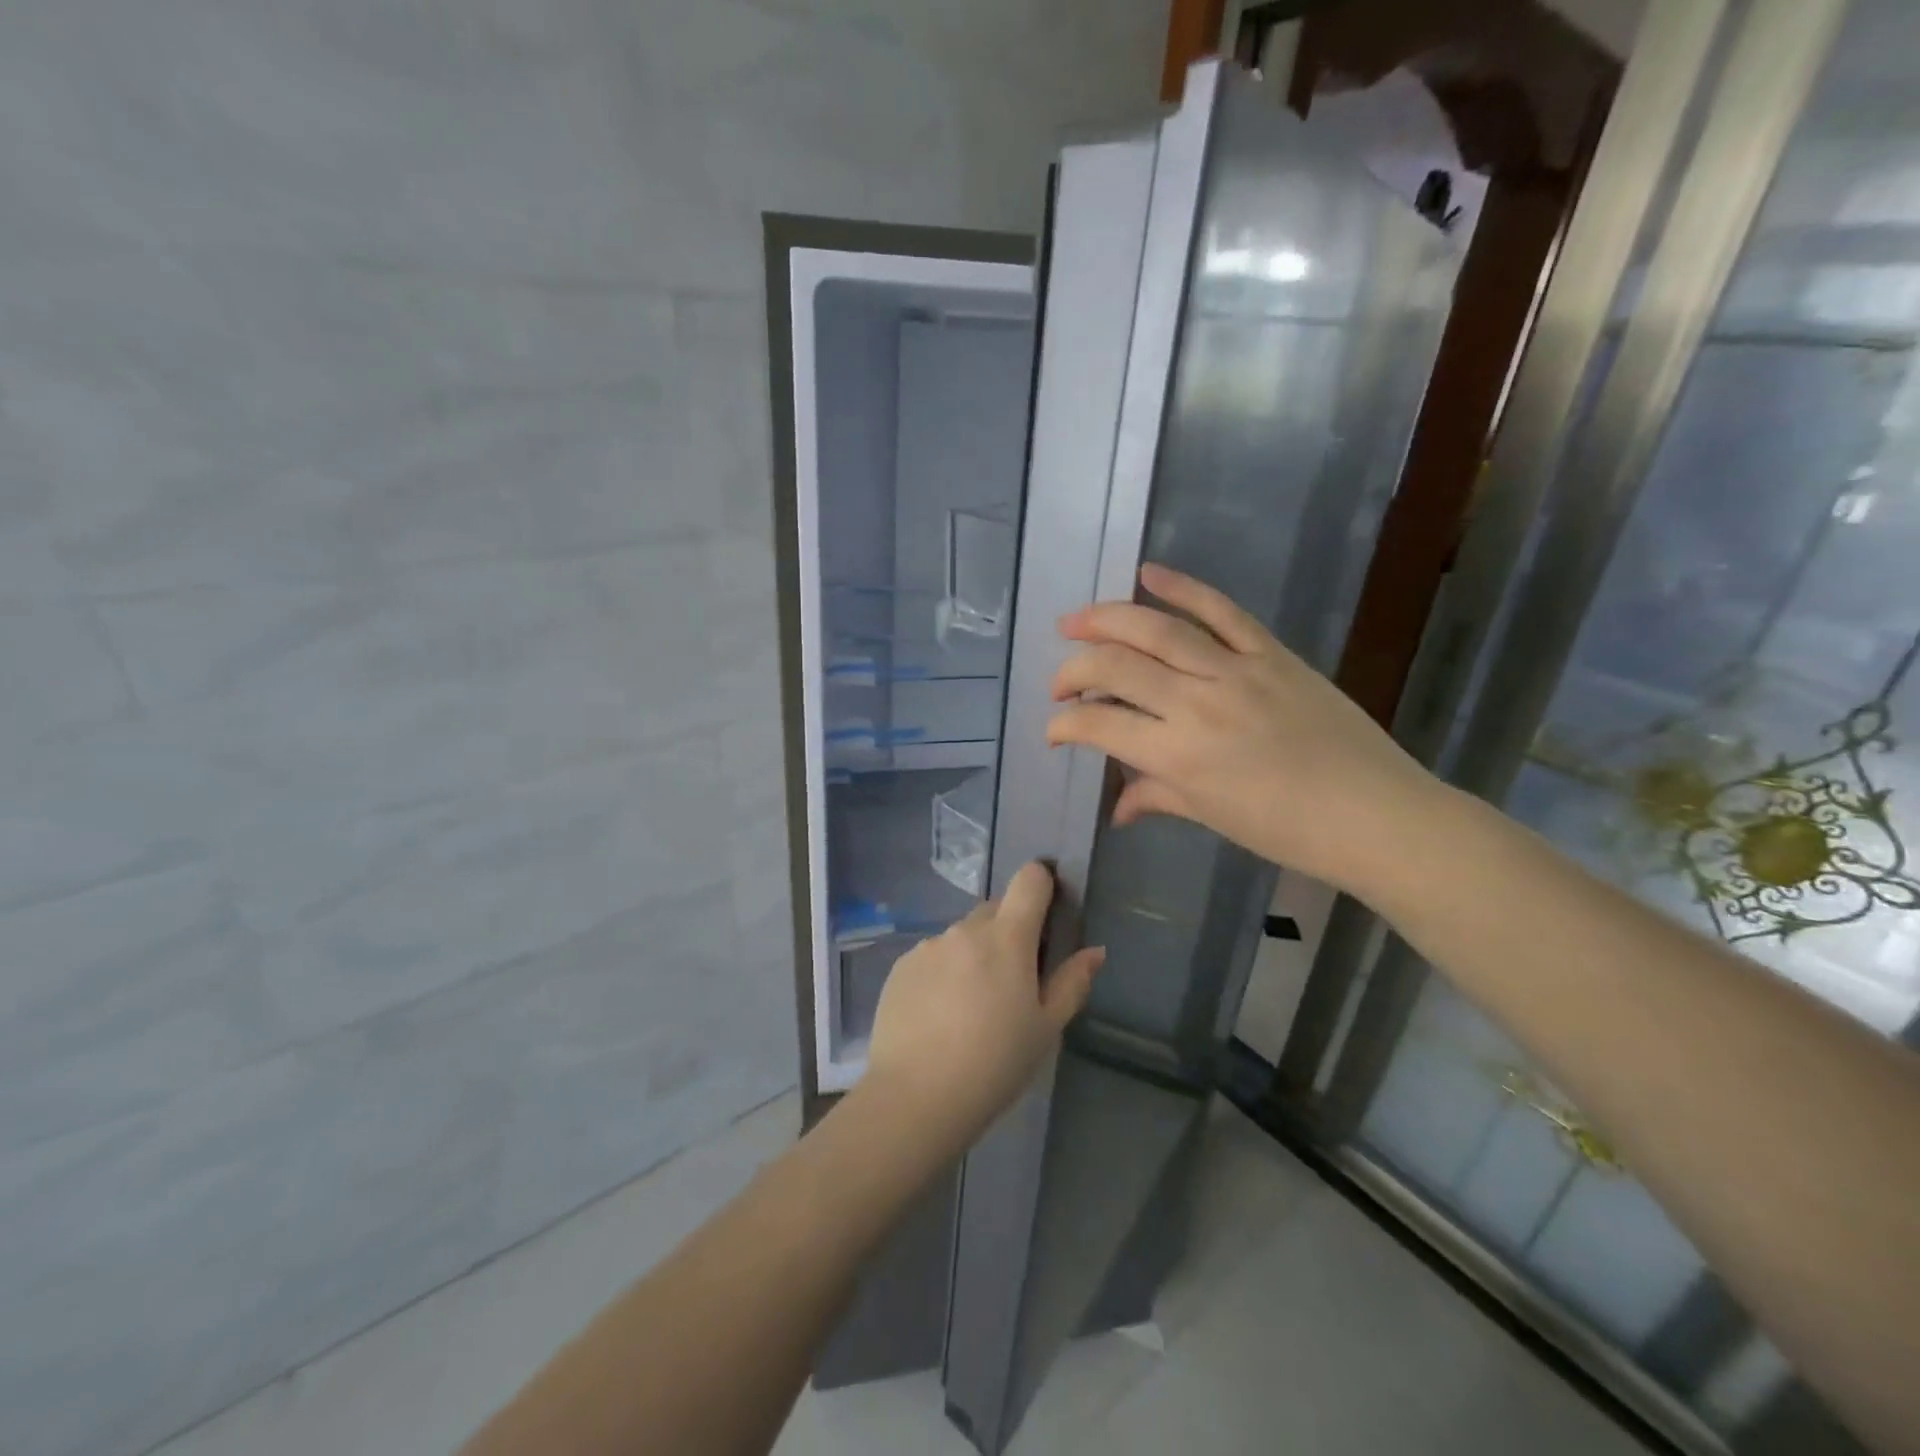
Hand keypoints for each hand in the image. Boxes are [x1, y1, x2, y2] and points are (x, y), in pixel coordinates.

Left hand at [864, 862, 1103, 1145]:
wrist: (916, 1096)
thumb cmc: (995, 1063)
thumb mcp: (1046, 1029)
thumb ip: (1072, 982)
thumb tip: (1095, 951)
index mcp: (1006, 937)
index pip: (1029, 879)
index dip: (1043, 885)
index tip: (1048, 916)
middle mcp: (964, 930)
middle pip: (996, 909)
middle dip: (1010, 931)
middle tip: (1014, 980)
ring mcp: (928, 946)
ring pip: (962, 935)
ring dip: (975, 954)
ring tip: (973, 1006)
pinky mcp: (901, 966)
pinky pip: (933, 956)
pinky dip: (944, 972)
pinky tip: (941, 1015)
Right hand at [1046, 563, 1445, 896]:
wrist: (1376, 814)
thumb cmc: (1288, 830)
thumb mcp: (1211, 816)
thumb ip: (1156, 798)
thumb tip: (1118, 807)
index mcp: (1178, 754)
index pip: (1099, 724)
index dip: (1064, 725)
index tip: (1054, 731)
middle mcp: (1197, 702)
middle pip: (1116, 666)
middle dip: (1073, 671)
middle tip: (1059, 684)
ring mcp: (1236, 669)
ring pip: (1157, 628)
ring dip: (1106, 619)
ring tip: (1075, 622)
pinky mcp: (1272, 652)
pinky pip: (1221, 609)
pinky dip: (1182, 586)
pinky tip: (1148, 573)